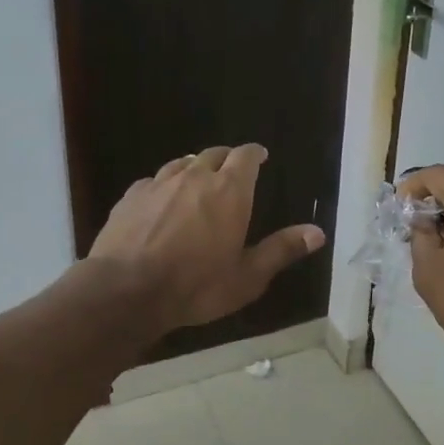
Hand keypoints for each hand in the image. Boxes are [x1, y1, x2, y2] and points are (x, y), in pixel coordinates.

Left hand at [91, 144, 325, 332]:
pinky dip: (164, 186)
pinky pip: (153, 181)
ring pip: (181, 164)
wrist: (125, 291)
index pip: (245, 156)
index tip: (260, 156)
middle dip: (226, 159)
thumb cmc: (195, 285)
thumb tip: (318, 231)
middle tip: (231, 172)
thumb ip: (281, 250)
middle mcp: (195, 177)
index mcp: (229, 191)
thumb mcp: (247, 277)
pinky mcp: (130, 196)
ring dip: (194, 169)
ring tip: (198, 182)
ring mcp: (159, 183)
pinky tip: (161, 201)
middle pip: (213, 154)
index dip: (255, 153)